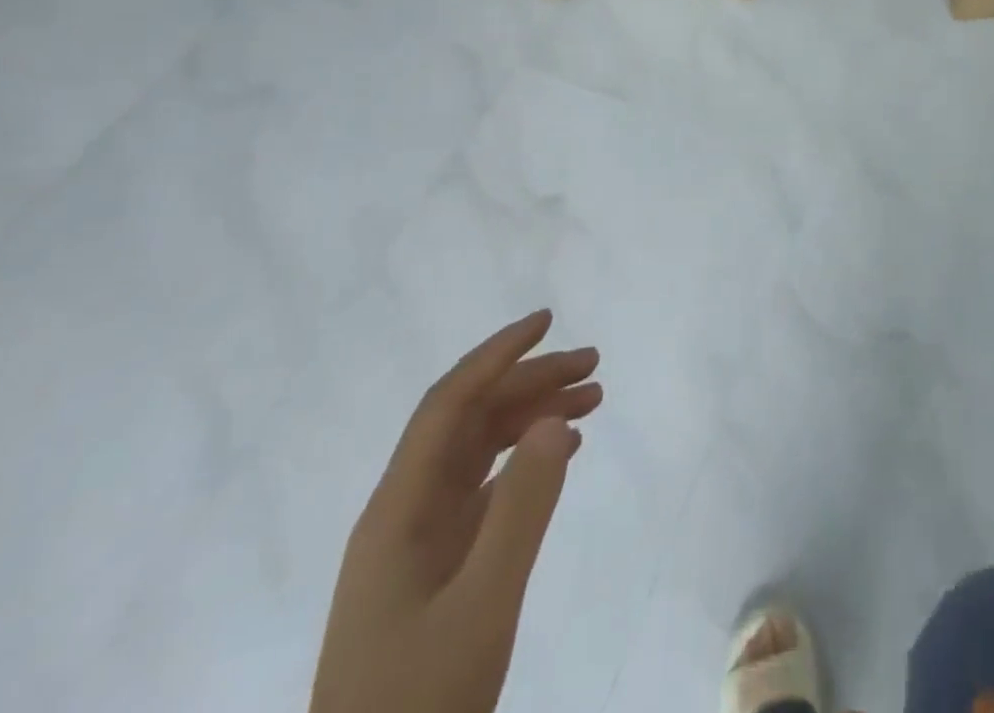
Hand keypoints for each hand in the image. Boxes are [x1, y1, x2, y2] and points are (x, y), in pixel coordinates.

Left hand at [311, 311, 602, 712]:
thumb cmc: (420, 704)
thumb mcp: (482, 606)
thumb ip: (521, 509)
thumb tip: (554, 418)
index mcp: (399, 508)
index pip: (450, 403)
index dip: (497, 354)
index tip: (548, 320)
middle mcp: (405, 511)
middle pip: (470, 420)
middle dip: (530, 381)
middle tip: (594, 366)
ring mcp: (419, 541)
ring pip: (481, 451)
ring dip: (533, 417)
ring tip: (593, 400)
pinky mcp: (436, 568)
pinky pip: (486, 489)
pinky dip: (526, 461)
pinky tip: (563, 453)